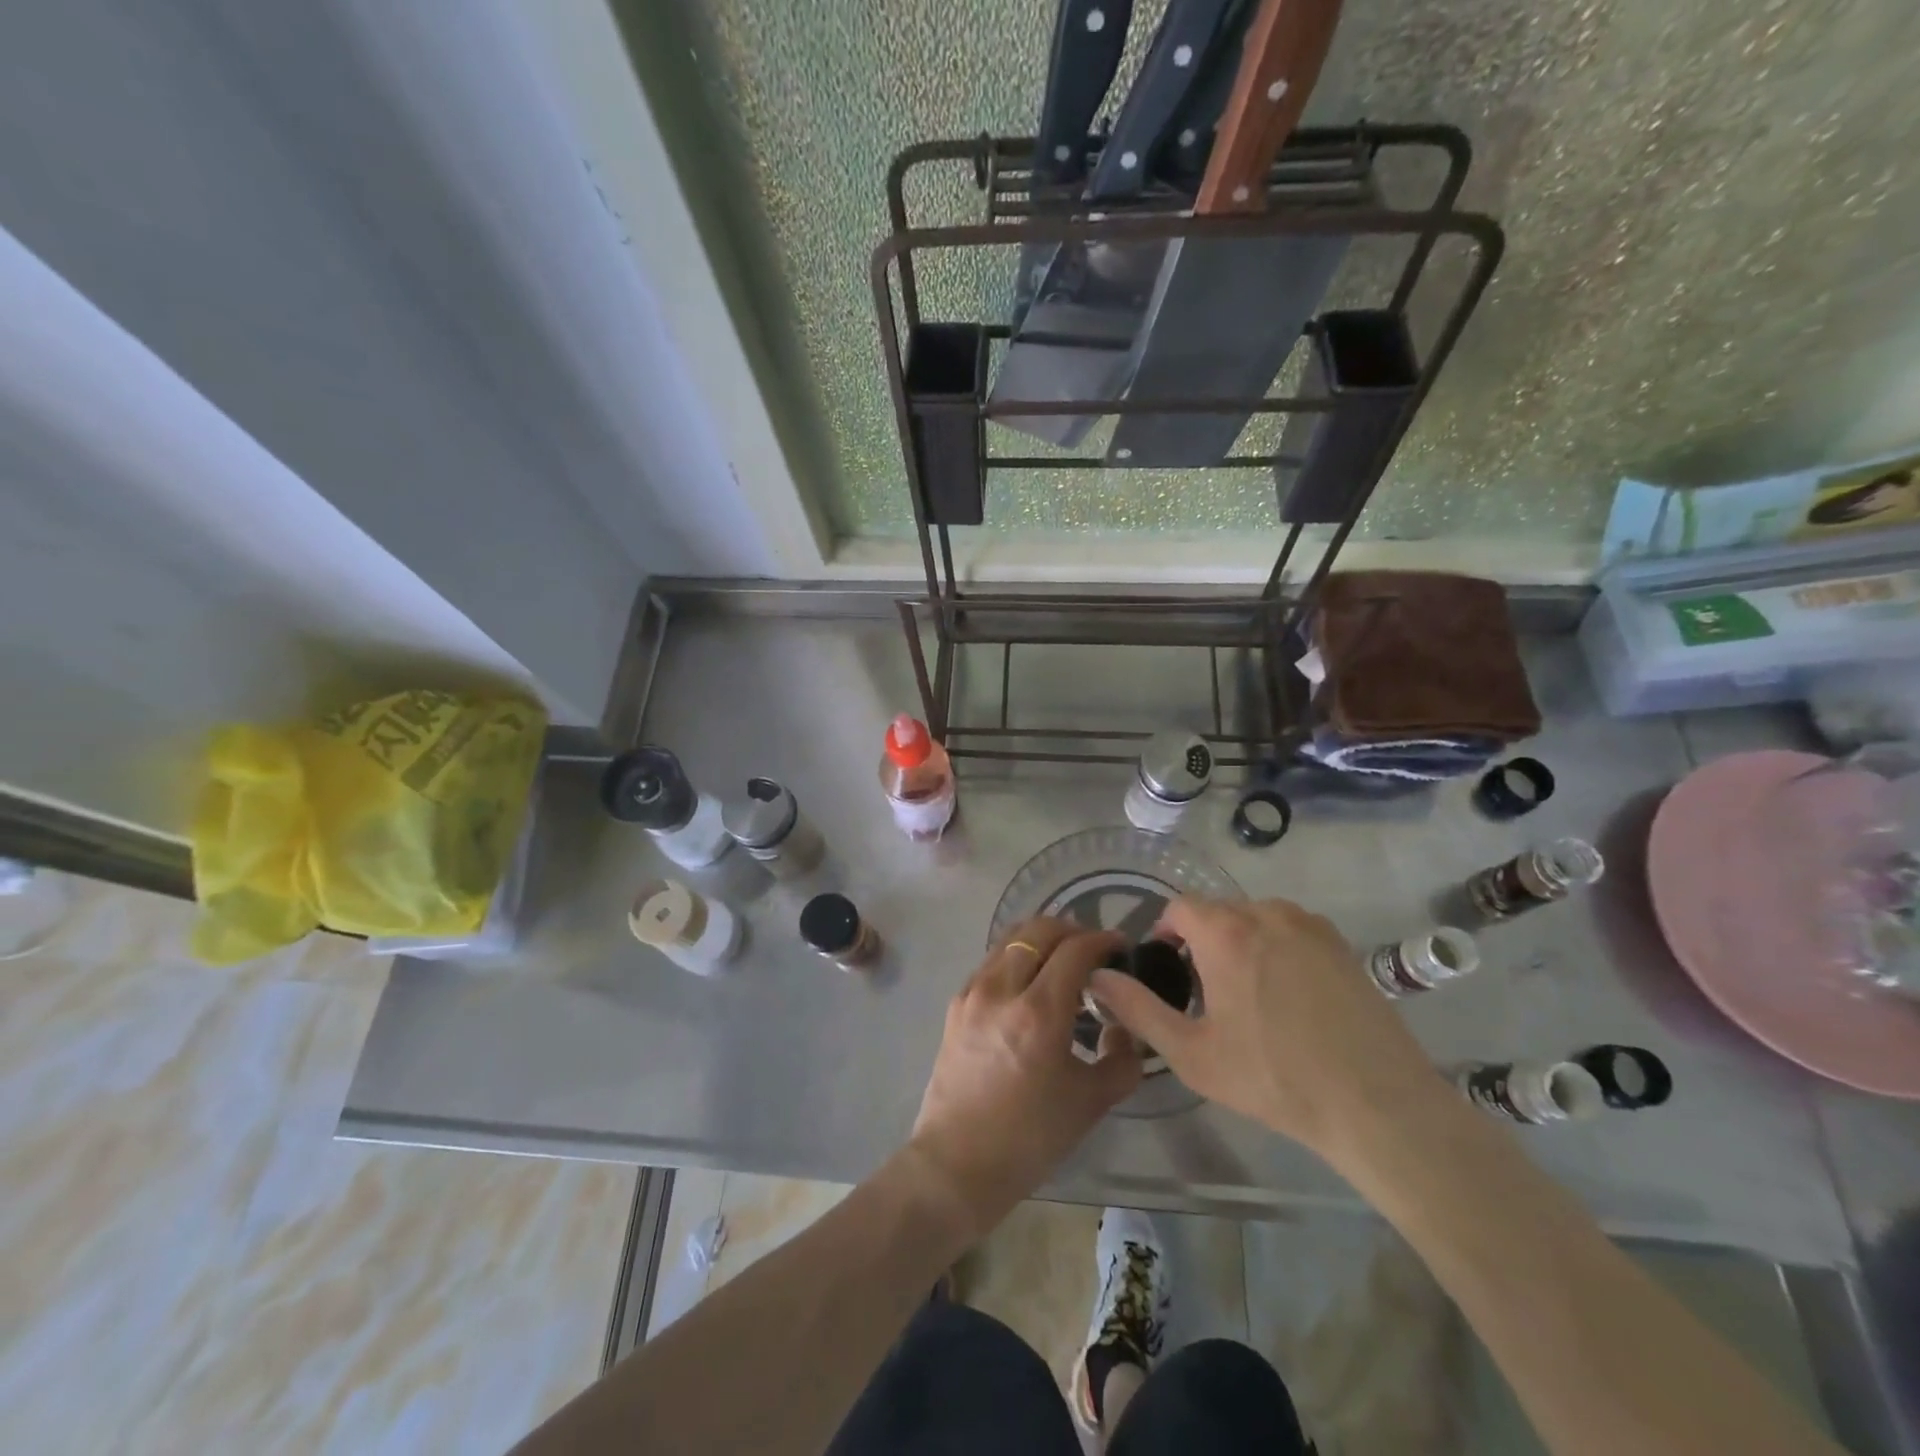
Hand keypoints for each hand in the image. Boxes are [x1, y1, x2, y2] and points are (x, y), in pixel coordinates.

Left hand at [909, 918, 1141, 1238]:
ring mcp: (973, 992)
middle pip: (1039, 930)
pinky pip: (992, 961)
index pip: (1075, 949)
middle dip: (1072, 930)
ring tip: (1062, 960)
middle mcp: (1002, 989)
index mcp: (1039, 1012)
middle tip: (1093, 949)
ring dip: (1042, 939)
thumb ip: (1121, 1059)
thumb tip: (1125, 1028)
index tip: (1120, 946)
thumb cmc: (1030, 1138)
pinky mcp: (956, 1003)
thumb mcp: (1091, 1102)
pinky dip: (1017, 957)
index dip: (1102, 940)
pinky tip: (1031, 983)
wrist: (958, 1163)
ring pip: (1011, 939)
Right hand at [1089, 897, 1444, 1164]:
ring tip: (1248, 996)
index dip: (1165, 933)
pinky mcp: (1342, 944)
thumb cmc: (1273, 1077)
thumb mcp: (1191, 1053)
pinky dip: (1277, 949)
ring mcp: (1310, 925)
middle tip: (1205, 993)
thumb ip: (1136, 1008)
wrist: (1377, 1104)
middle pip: (1218, 912)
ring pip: (1255, 919)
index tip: (1168, 970)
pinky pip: (1291, 931)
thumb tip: (1097, 977)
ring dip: (1240, 943)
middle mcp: (1267, 912)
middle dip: (1202, 942)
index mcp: (1225, 932)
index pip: (1180, 907)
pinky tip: (1289, 998)